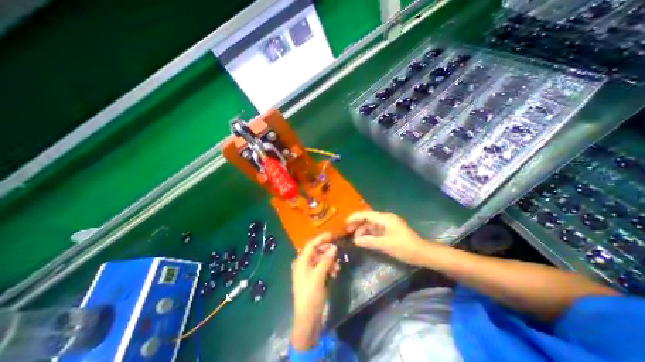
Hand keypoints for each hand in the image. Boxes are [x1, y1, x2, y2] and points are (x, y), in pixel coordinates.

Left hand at [292, 234, 339, 348]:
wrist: (307, 318)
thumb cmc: (311, 295)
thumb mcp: (319, 276)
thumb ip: (326, 260)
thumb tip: (334, 247)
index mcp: (301, 261)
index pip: (311, 244)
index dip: (321, 238)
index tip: (333, 236)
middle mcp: (303, 264)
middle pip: (316, 251)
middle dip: (327, 251)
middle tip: (337, 252)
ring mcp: (308, 271)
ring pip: (320, 260)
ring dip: (329, 261)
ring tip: (337, 268)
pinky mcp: (313, 278)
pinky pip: (322, 268)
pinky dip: (328, 268)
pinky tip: (334, 273)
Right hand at [345, 212, 429, 265]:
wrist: (423, 253)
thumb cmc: (405, 247)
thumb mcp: (386, 245)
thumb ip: (369, 241)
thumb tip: (355, 240)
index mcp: (385, 218)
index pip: (366, 214)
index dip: (354, 218)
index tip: (345, 223)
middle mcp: (386, 218)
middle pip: (368, 218)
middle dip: (357, 224)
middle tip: (348, 232)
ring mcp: (388, 224)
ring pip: (371, 224)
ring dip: (363, 230)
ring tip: (356, 239)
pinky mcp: (390, 230)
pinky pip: (376, 229)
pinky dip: (370, 234)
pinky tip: (365, 240)